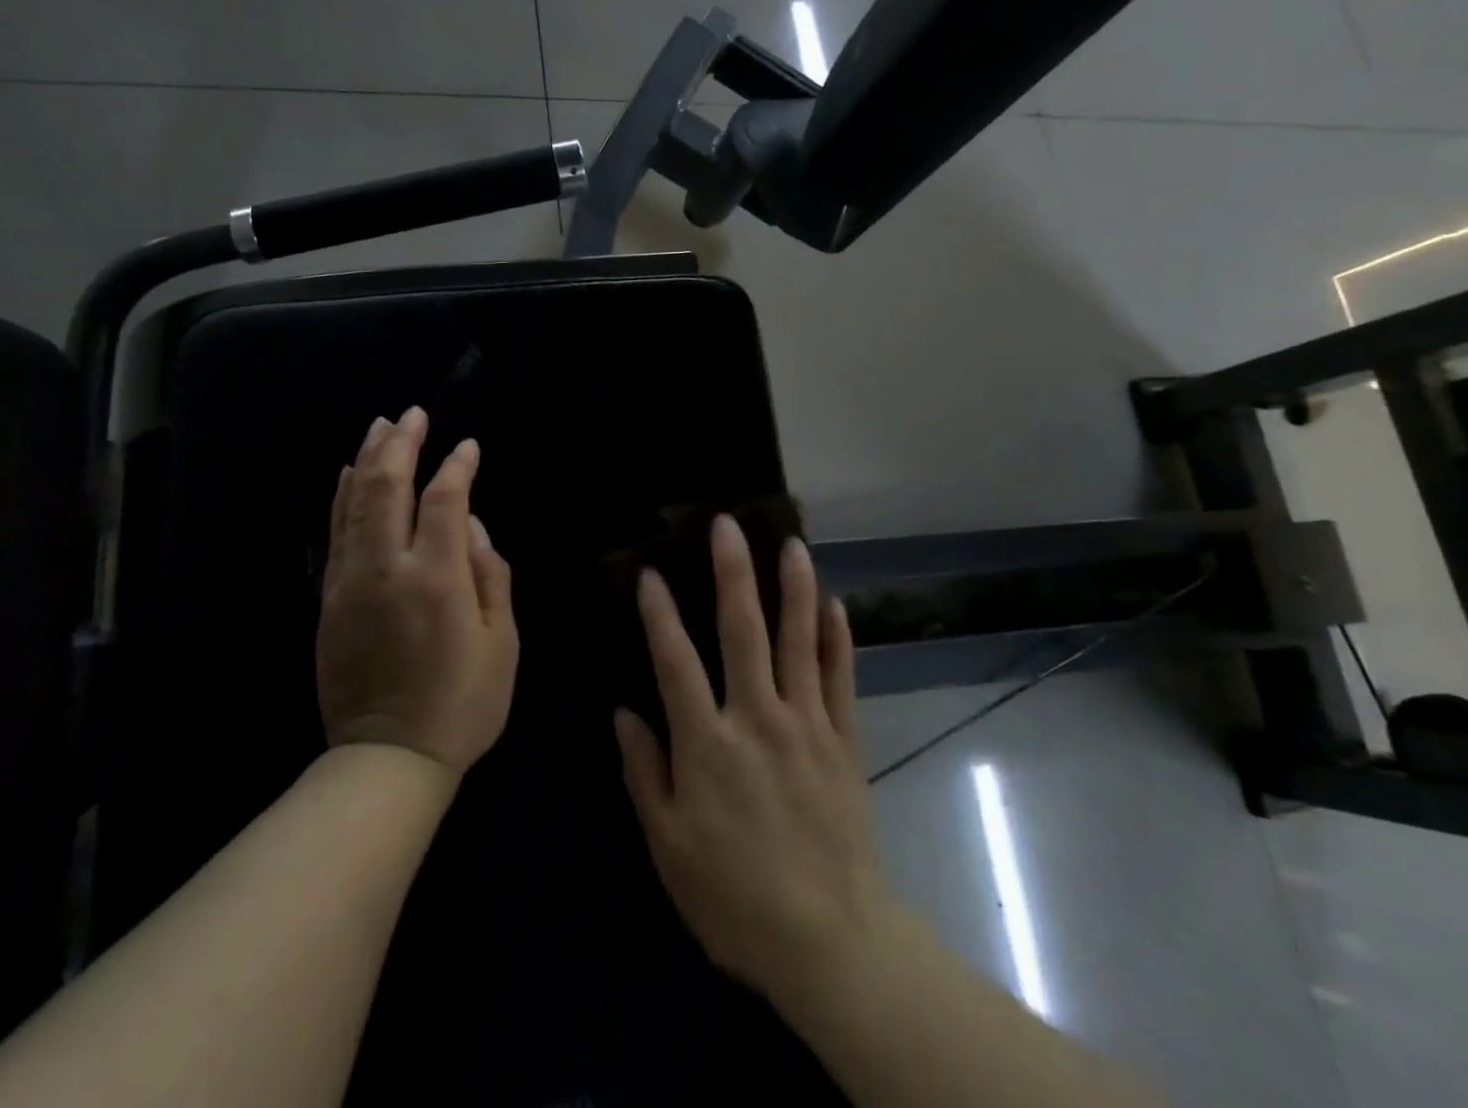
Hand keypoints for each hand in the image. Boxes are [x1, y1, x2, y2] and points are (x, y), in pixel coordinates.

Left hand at [317, 406, 517, 776]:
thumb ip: (491, 575)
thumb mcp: (502, 643)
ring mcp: (350, 581)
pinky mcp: (329, 599)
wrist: (387, 759)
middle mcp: (387, 568)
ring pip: (354, 502)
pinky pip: (335, 532)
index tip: (468, 446)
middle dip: (402, 444)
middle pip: (388, 487)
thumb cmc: (462, 704)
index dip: (457, 466)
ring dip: (368, 459)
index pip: (443, 500)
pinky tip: (347, 474)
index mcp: (436, 578)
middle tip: (413, 413)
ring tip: (380, 426)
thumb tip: (473, 526)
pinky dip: (342, 496)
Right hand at [615, 515, 889, 1011]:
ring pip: (799, 642)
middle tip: (728, 526)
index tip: (650, 572)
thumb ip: (645, 773)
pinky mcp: (844, 742)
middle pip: (743, 632)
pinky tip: (835, 605)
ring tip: (792, 544)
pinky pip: (840, 679)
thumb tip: (624, 713)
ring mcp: (807, 725)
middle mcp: (757, 719)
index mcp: (708, 745)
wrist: (830, 943)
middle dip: (733, 574)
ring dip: (794, 589)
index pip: (676, 662)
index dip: (659, 614)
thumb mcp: (669, 847)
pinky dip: (837, 639)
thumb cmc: (735, 899)